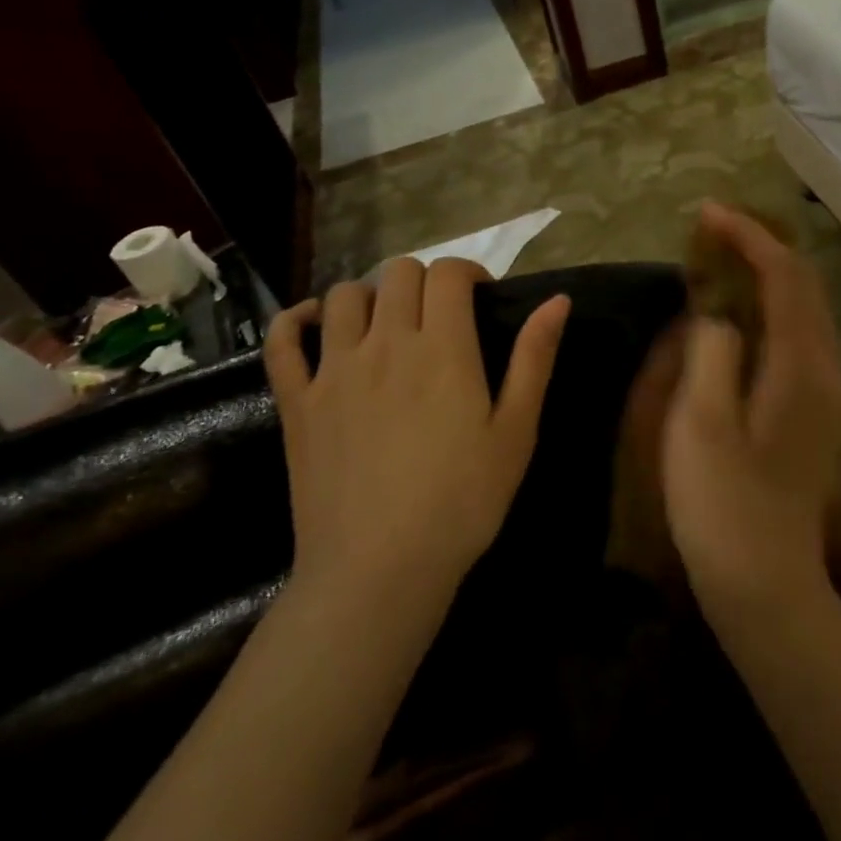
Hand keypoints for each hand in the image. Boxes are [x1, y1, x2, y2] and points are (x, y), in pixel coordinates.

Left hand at [265, 259, 568, 605]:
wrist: (380, 567)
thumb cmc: (463, 501)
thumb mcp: (516, 431)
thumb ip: (534, 359)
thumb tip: (558, 300)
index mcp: (442, 348)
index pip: (447, 274)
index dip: (468, 272)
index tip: (482, 299)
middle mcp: (384, 343)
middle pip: (397, 273)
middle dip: (425, 281)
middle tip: (441, 317)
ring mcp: (333, 370)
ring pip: (344, 296)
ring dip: (371, 296)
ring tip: (387, 326)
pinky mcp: (297, 401)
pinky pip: (282, 340)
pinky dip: (296, 320)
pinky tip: (315, 326)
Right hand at [662, 203, 840, 620]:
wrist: (767, 584)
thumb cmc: (723, 507)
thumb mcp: (700, 425)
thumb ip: (710, 353)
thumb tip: (718, 316)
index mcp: (801, 367)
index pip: (785, 276)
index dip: (748, 237)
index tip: (708, 214)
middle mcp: (826, 372)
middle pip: (805, 287)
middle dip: (762, 248)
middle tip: (713, 232)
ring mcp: (827, 396)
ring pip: (805, 313)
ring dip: (768, 278)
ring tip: (722, 265)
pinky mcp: (816, 416)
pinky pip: (799, 340)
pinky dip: (771, 312)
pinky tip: (738, 320)